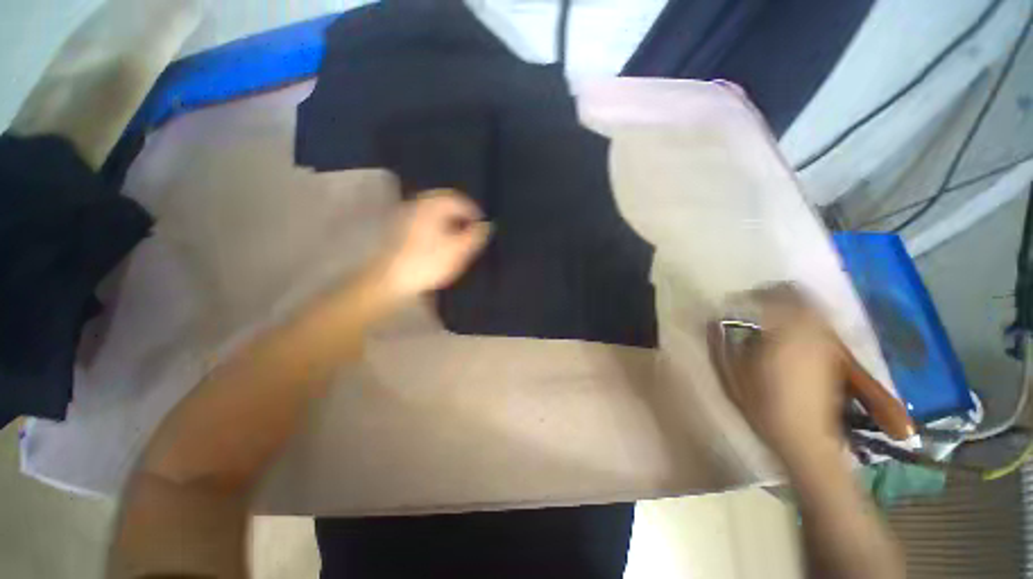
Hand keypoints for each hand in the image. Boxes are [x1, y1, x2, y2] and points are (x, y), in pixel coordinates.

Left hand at [377, 190, 490, 298]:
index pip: (459, 199)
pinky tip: (439, 239)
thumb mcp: (459, 251)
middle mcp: (417, 204)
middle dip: (460, 214)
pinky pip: (423, 218)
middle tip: (470, 230)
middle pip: (444, 201)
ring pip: (433, 210)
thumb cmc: (428, 263)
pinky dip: (435, 224)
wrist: (391, 279)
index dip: (474, 212)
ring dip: (448, 219)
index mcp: (432, 205)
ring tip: (457, 235)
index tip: (482, 227)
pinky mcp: (398, 228)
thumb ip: (476, 235)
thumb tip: (487, 225)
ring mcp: (405, 214)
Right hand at [727, 285, 845, 465]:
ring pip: (811, 306)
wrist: (806, 438)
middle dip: (775, 293)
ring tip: (770, 314)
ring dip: (790, 304)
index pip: (772, 297)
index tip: (737, 300)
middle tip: (754, 301)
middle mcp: (809, 332)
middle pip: (798, 295)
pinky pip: (818, 322)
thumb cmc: (762, 406)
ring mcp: (825, 342)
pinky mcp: (833, 353)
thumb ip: (719, 344)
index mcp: (782, 335)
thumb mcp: (731, 375)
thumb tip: (710, 322)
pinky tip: (788, 330)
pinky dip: (803, 317)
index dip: (752, 294)